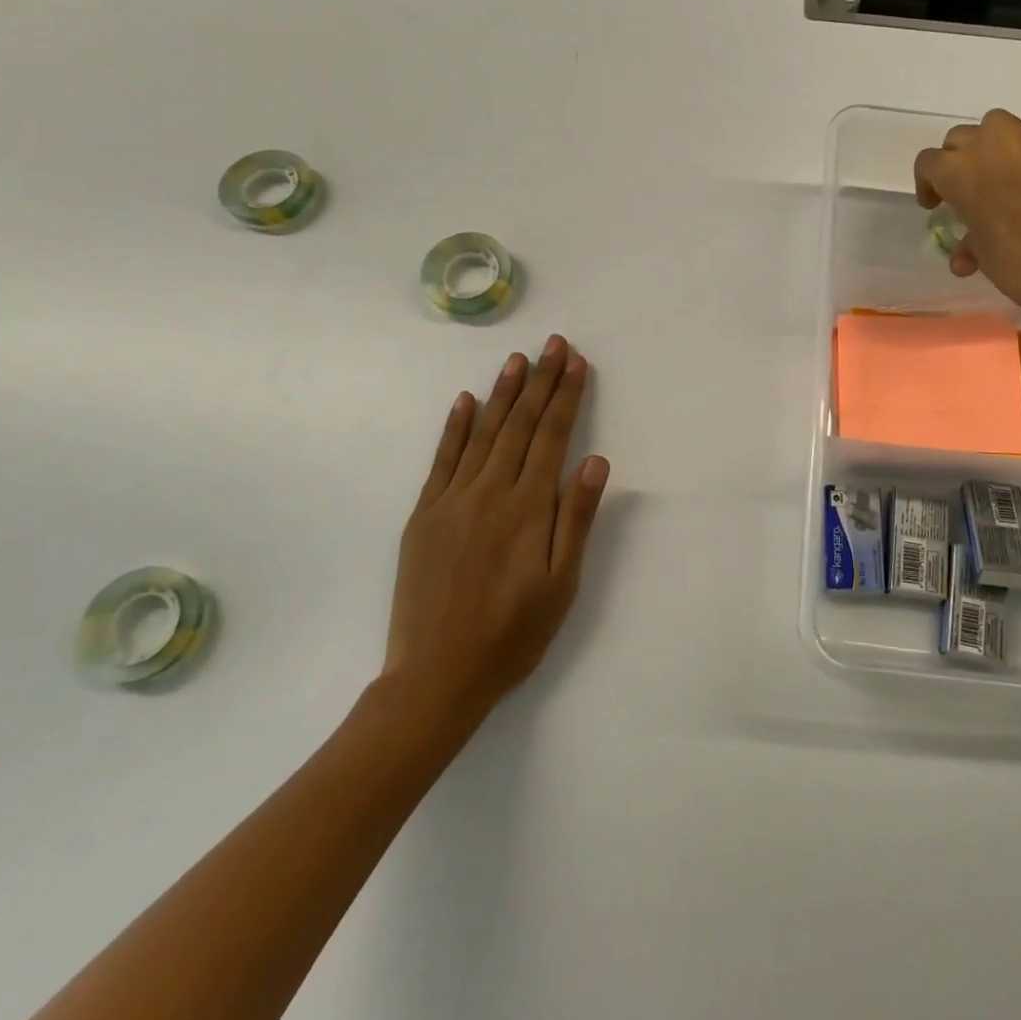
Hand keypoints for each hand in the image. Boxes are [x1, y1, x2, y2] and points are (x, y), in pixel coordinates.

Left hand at [381, 335, 609, 722]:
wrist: (436, 675)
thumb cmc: (512, 633)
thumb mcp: (561, 584)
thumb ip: (576, 518)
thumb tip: (595, 461)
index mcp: (528, 507)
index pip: (552, 436)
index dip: (567, 396)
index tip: (576, 362)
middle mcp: (491, 491)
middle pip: (521, 424)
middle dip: (540, 381)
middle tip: (554, 344)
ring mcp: (452, 499)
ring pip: (484, 432)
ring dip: (503, 393)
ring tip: (518, 359)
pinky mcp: (424, 514)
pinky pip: (443, 459)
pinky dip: (456, 427)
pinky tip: (466, 401)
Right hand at [914, 84, 1020, 334]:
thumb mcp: (984, 257)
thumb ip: (968, 241)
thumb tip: (965, 253)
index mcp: (960, 174)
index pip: (928, 163)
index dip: (928, 185)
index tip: (937, 206)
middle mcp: (990, 145)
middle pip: (959, 140)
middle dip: (958, 165)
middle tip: (971, 194)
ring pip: (995, 122)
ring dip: (992, 143)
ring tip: (1004, 171)